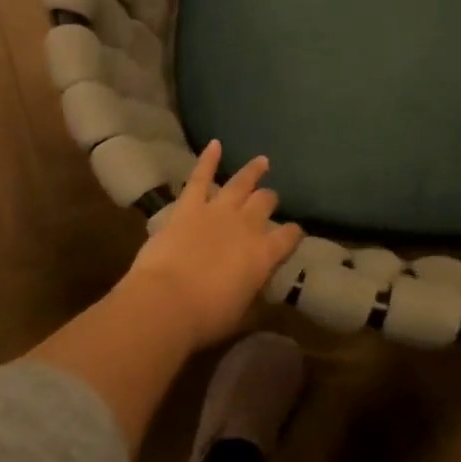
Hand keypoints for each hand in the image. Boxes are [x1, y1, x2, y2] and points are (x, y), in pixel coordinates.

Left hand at [122, 141, 304, 351]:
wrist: (166, 302)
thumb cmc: (206, 317)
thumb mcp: (241, 315)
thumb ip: (254, 299)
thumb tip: (260, 294)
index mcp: (264, 255)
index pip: (288, 237)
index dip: (292, 234)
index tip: (293, 233)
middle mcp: (247, 226)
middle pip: (265, 203)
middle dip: (269, 200)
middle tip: (270, 199)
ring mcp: (217, 211)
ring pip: (240, 184)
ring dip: (252, 171)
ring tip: (262, 161)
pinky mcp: (188, 206)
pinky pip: (200, 177)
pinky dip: (208, 159)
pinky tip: (215, 144)